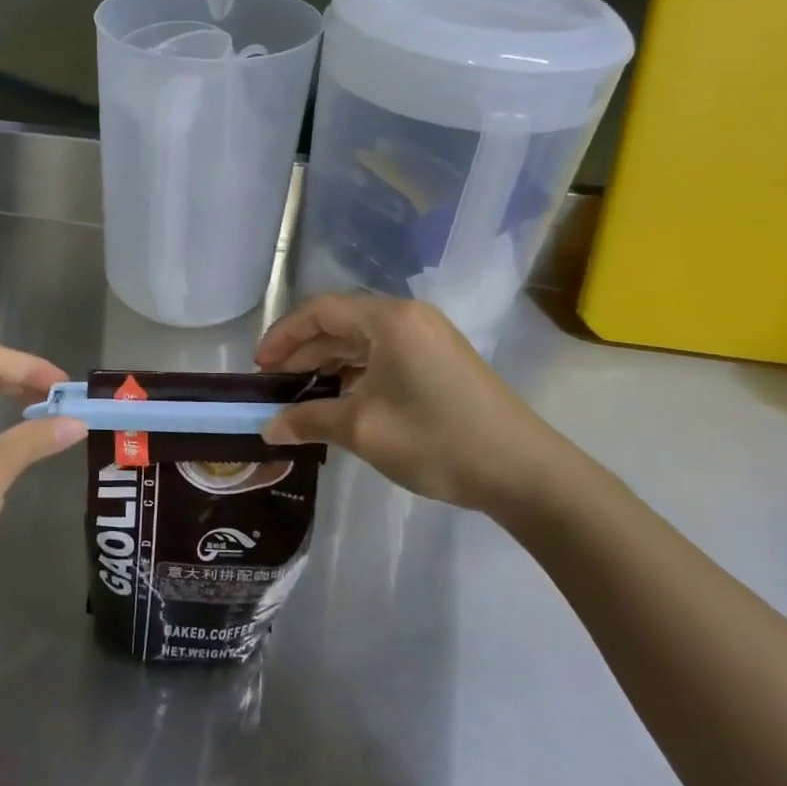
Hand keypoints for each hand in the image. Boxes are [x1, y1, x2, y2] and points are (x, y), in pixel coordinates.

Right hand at [255, 295, 599, 517]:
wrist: (526, 474)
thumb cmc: (436, 440)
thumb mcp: (362, 430)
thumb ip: (308, 421)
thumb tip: (267, 429)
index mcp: (389, 320)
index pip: (320, 311)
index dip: (283, 336)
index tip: (259, 367)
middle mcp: (409, 318)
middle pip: (340, 323)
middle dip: (303, 352)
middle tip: (274, 384)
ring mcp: (429, 338)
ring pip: (362, 341)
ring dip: (328, 364)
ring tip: (300, 395)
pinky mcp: (441, 361)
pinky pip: (384, 355)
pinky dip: (355, 372)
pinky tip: (340, 399)